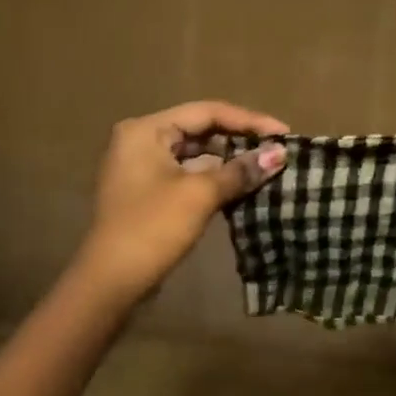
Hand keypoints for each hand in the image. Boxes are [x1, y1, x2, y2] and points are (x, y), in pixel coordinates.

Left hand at [72, 100, 289, 308]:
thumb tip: (280, 153)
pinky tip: (245, 186)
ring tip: (268, 167)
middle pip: (201, 130)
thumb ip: (241, 170)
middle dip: (241, 140)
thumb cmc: (153, 227)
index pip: (207, 112)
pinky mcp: (150, 192)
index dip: (249, 121)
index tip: (284, 133)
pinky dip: (216, 179)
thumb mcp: (200, 194)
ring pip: (197, 154)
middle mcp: (141, 140)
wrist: (111, 282)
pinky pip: (190, 175)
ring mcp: (143, 168)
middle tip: (278, 150)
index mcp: (146, 130)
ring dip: (231, 161)